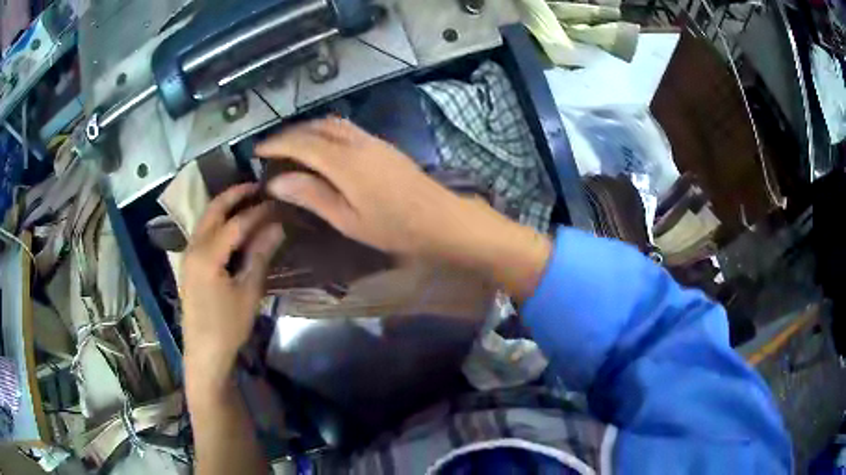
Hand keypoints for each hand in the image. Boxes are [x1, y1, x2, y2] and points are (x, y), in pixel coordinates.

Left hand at [180, 183, 282, 390]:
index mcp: (207, 255)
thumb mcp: (248, 292)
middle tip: (258, 186)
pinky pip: (202, 232)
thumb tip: (277, 225)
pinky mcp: (189, 264)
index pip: (236, 222)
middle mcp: (193, 247)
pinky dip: (217, 221)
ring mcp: (188, 255)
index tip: (277, 200)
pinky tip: (231, 225)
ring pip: (205, 219)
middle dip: (234, 195)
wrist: (204, 353)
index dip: (258, 210)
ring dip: (225, 206)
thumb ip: (260, 255)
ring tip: (247, 199)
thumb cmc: (228, 326)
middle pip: (213, 210)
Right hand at [257, 118, 470, 257]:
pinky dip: (326, 131)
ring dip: (308, 129)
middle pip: (316, 127)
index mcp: (344, 161)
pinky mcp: (383, 145)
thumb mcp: (347, 219)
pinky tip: (321, 147)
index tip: (256, 150)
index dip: (276, 144)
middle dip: (290, 133)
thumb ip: (311, 195)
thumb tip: (276, 181)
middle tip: (270, 148)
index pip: (301, 143)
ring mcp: (372, 140)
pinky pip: (346, 128)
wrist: (441, 218)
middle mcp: (357, 142)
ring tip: (291, 145)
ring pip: (332, 123)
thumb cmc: (393, 227)